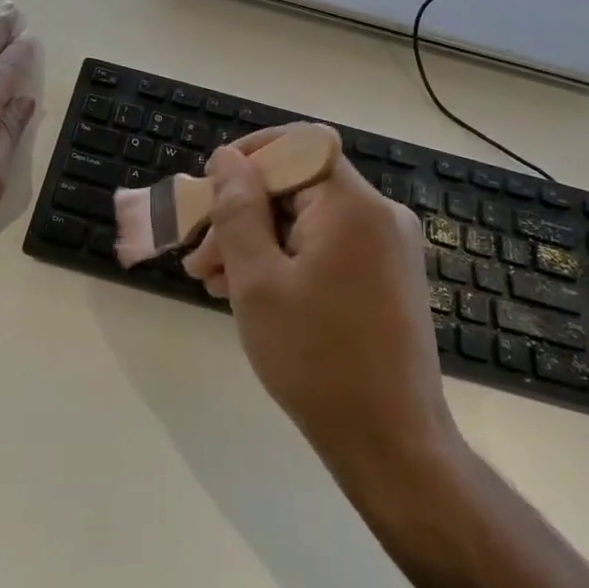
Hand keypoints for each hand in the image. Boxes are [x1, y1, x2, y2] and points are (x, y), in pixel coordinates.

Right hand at [182, 125, 460, 480]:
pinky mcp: (386, 278)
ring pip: (308, 220)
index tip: (209, 187)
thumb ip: (237, 211)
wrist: (391, 442)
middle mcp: (379, 215)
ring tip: (211, 281)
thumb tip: (227, 159)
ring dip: (257, 241)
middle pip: (298, 186)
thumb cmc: (316, 358)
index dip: (249, 157)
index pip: (298, 145)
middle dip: (241, 212)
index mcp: (352, 205)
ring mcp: (387, 248)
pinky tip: (249, 292)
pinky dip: (286, 260)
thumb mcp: (257, 281)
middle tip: (197, 254)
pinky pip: (328, 248)